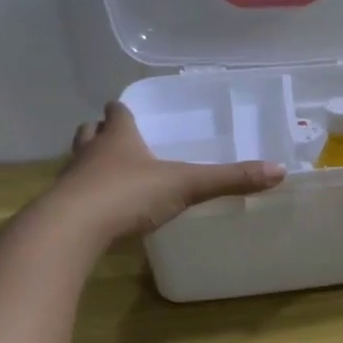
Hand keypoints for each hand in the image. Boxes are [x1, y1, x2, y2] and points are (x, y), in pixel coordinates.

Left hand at [51, 101, 286, 244]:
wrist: (71, 230)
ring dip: (93, 164)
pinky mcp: (64, 209)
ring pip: (80, 162)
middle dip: (104, 134)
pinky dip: (89, 197)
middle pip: (91, 132)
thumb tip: (279, 171)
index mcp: (118, 138)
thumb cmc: (128, 195)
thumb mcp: (187, 185)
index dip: (124, 112)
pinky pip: (77, 196)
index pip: (117, 113)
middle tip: (121, 141)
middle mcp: (91, 152)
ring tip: (113, 175)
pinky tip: (105, 211)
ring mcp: (73, 181)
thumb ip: (230, 179)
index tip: (130, 112)